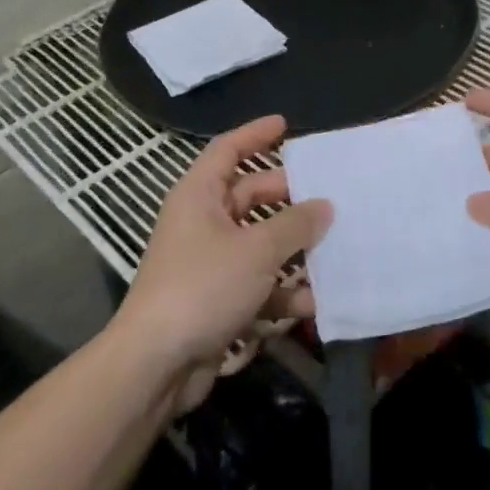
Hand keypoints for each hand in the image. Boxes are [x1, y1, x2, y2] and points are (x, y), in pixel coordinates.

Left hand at [114, 115, 331, 407]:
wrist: (156, 364)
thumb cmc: (203, 287)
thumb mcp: (257, 250)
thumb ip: (296, 224)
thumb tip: (325, 206)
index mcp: (200, 196)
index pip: (227, 150)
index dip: (255, 134)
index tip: (286, 125)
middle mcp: (202, 222)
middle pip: (251, 197)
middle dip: (289, 199)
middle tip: (329, 197)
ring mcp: (209, 263)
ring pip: (260, 244)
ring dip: (293, 251)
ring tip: (334, 251)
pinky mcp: (217, 299)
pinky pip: (257, 283)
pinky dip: (282, 290)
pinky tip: (313, 303)